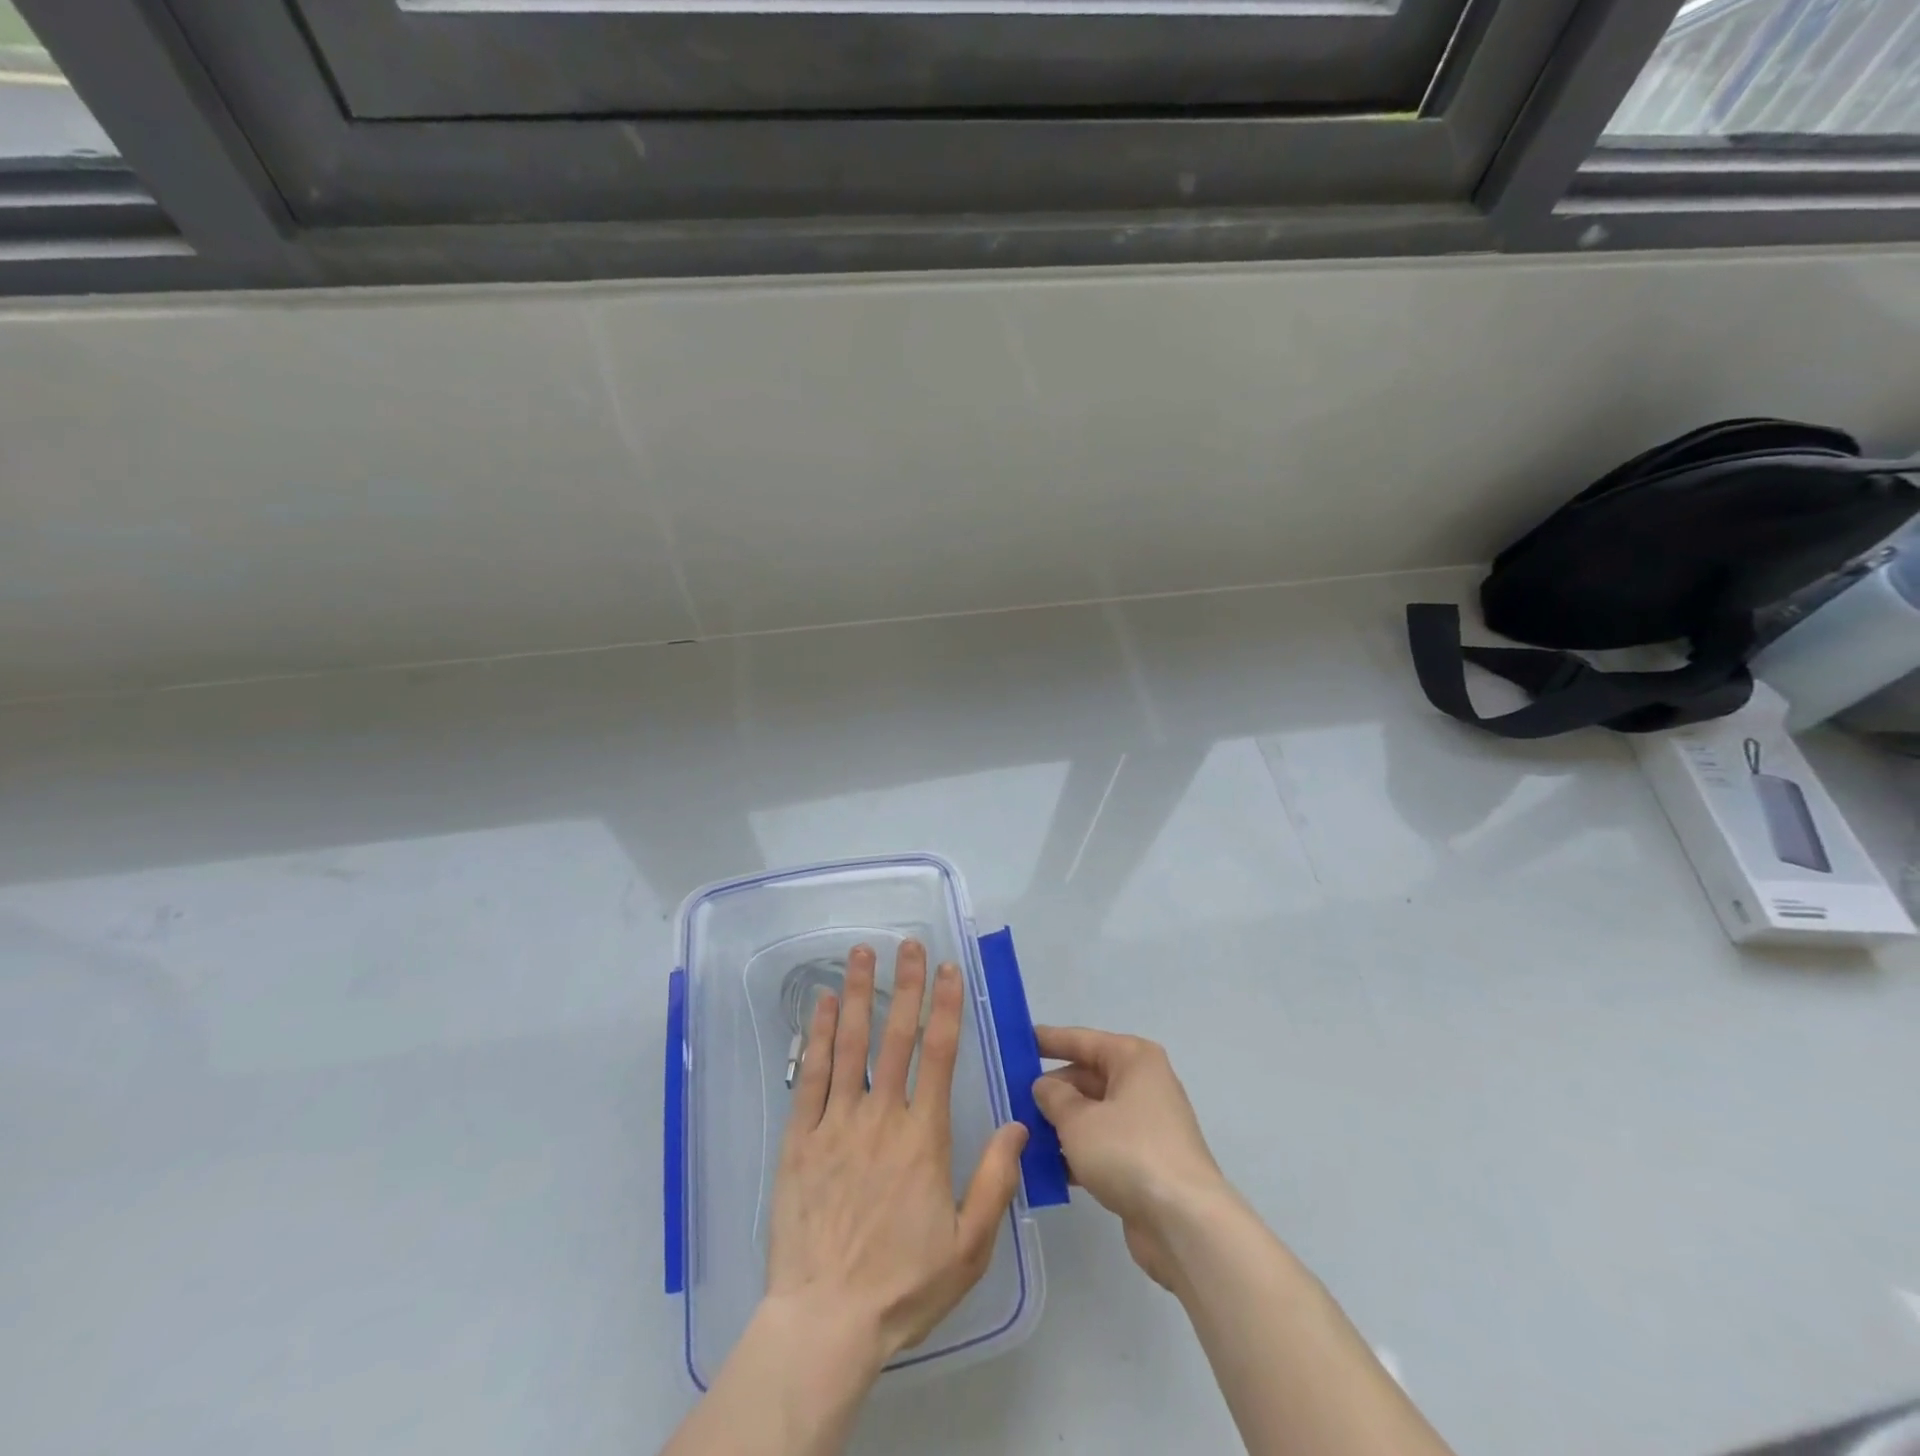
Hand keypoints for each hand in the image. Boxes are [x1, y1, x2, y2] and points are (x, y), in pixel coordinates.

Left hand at [767, 941, 1028, 1366]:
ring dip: (860, 994)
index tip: (948, 970)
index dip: (945, 1007)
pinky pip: (810, 1076)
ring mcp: (836, 1124)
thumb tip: (1019, 1123)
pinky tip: (824, 1005)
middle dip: (905, 986)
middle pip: (896, 1037)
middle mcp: (881, 1117)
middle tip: (908, 944)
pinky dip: (818, 1036)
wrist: (825, 1324)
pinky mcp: (799, 1139)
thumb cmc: (903, 1285)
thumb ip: (996, 1180)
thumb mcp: (969, 1246)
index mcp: (923, 1138)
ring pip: (851, 1045)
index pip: (939, 1055)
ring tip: (861, 953)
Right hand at [1030, 1026, 1232, 1289]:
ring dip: (1061, 1125)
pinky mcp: (1146, 1162)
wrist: (1184, 1223)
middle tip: (1012, 1100)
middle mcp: (1144, 1084)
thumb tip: (1044, 1086)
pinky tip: (1047, 1168)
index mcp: (1133, 1059)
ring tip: (1022, 1135)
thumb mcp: (1078, 1120)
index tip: (1017, 1041)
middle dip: (1052, 1091)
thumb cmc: (1128, 1152)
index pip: (1082, 1040)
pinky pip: (1103, 1146)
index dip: (1048, 1041)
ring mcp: (1147, 1125)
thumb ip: (1054, 1097)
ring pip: (1093, 1114)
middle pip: (1087, 1078)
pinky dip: (1078, 1153)